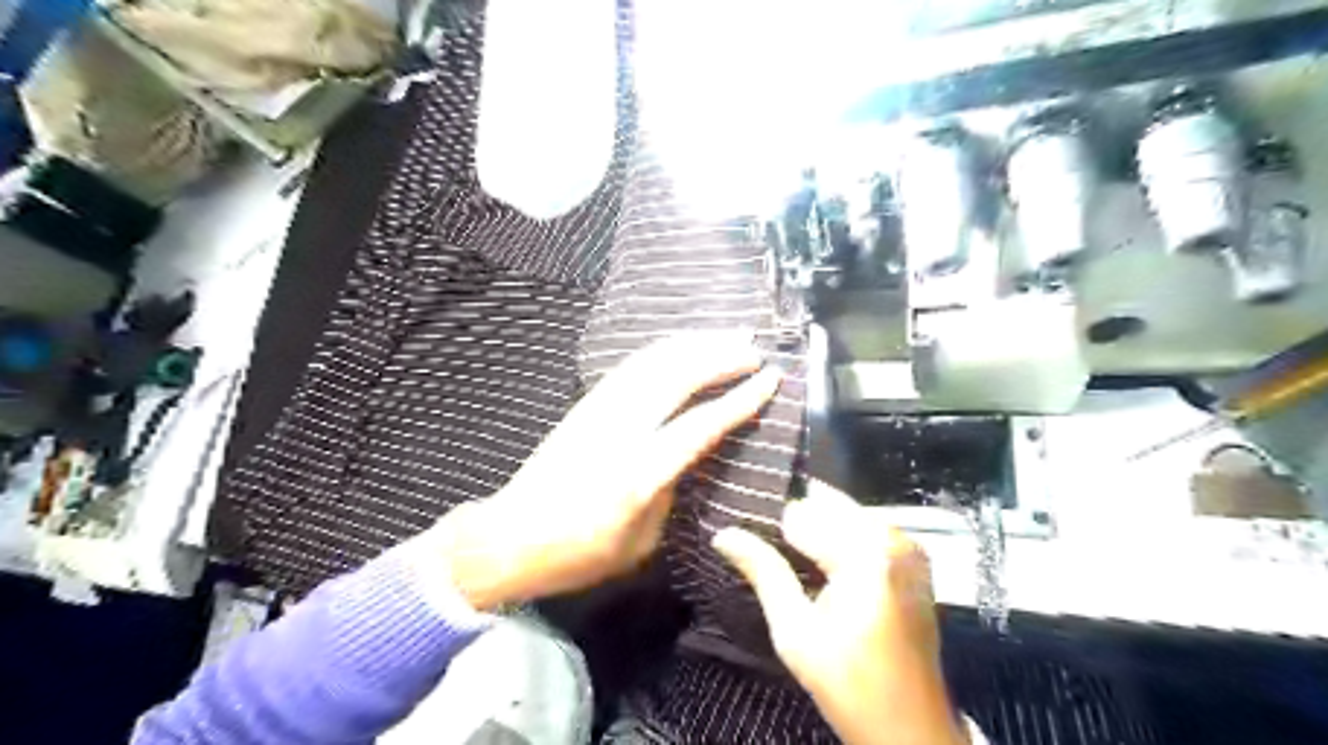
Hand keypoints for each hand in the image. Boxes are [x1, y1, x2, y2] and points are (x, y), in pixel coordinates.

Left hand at [425, 332, 780, 610]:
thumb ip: (673, 493)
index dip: (740, 399)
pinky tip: (682, 347)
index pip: (701, 424)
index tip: (771, 378)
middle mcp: (621, 430)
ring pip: (654, 362)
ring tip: (727, 336)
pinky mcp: (586, 404)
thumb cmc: (580, 553)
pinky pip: (632, 366)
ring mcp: (600, 410)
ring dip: (694, 344)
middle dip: (721, 357)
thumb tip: (693, 458)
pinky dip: (663, 350)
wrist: (511, 536)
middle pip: (678, 377)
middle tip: (755, 349)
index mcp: (640, 473)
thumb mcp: (641, 541)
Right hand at [717, 492, 965, 740]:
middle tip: (776, 560)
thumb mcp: (795, 632)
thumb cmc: (850, 684)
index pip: (801, 514)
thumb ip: (762, 572)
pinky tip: (826, 570)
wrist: (911, 726)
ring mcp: (908, 545)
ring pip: (844, 512)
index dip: (773, 533)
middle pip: (825, 505)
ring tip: (800, 569)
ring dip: (819, 532)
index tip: (756, 551)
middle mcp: (893, 537)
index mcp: (866, 553)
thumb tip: (723, 535)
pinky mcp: (914, 557)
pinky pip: (864, 527)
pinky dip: (841, 539)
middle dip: (798, 527)